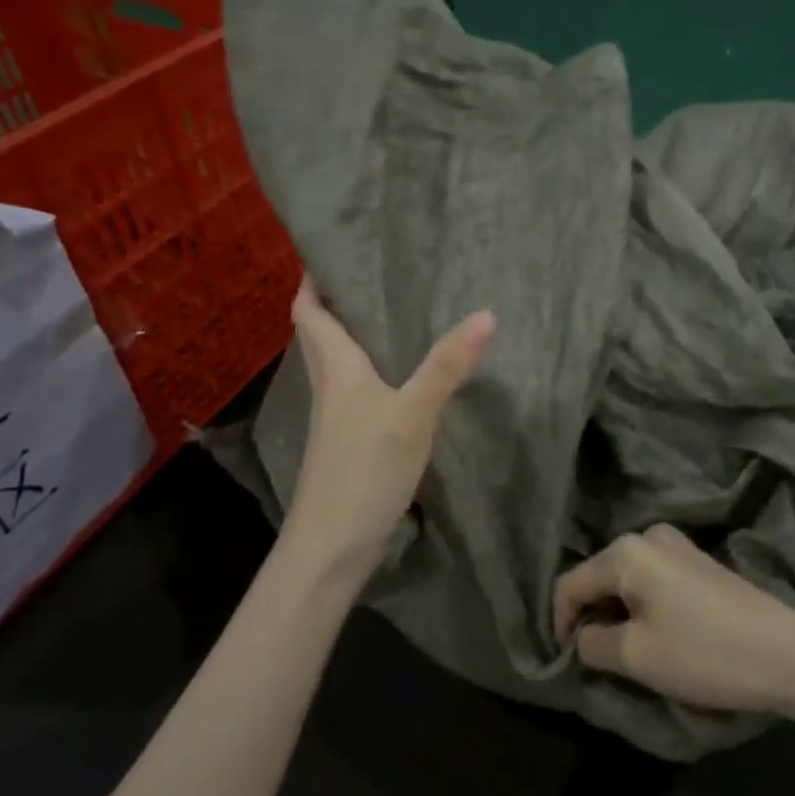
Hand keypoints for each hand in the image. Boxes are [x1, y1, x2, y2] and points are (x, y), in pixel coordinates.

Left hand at [278, 278, 493, 587]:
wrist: (331, 546)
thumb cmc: (364, 470)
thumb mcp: (412, 415)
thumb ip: (446, 366)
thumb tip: (485, 314)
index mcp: (335, 367)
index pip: (309, 310)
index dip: (313, 279)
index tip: (333, 249)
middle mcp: (329, 385)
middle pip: (320, 332)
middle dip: (336, 300)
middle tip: (375, 273)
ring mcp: (336, 417)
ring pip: (338, 361)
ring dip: (353, 334)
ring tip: (392, 312)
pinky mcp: (347, 441)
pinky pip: (354, 388)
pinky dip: (369, 369)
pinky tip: (399, 374)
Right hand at [554, 525, 794, 713]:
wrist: (789, 655)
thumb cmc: (703, 653)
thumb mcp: (636, 657)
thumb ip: (593, 644)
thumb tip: (584, 637)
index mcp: (625, 552)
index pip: (570, 584)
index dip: (560, 623)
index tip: (567, 661)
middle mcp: (647, 537)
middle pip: (599, 576)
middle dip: (592, 615)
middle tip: (599, 658)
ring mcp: (678, 546)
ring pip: (626, 579)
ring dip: (619, 612)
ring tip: (630, 650)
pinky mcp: (700, 562)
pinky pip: (652, 579)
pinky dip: (644, 605)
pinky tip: (661, 634)